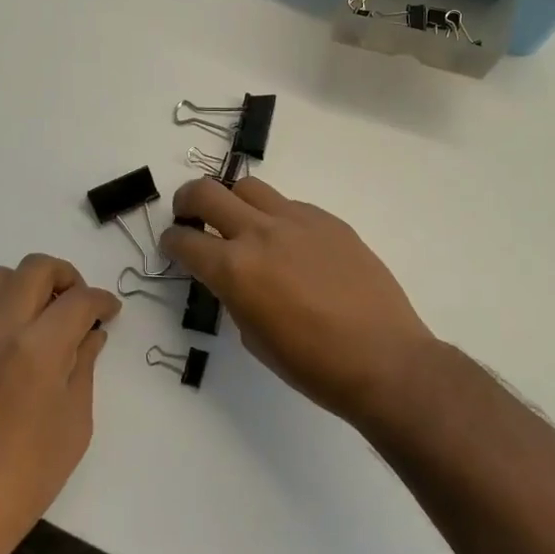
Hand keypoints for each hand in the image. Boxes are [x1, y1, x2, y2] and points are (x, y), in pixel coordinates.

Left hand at [0, 255, 119, 553]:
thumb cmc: (24, 480)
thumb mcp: (73, 425)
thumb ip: (82, 368)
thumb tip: (90, 334)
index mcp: (38, 349)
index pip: (78, 299)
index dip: (101, 300)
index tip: (111, 312)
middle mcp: (1, 331)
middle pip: (35, 268)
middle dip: (66, 275)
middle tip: (80, 304)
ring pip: (0, 277)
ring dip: (29, 283)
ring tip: (48, 316)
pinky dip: (7, 305)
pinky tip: (22, 341)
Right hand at [159, 178, 433, 426]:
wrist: (383, 358)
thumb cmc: (312, 364)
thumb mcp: (254, 337)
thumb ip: (235, 295)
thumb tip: (235, 277)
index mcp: (235, 269)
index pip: (185, 241)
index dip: (171, 242)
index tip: (172, 244)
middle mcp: (261, 233)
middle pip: (208, 192)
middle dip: (188, 201)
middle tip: (190, 216)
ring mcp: (298, 220)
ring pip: (250, 188)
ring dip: (234, 202)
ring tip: (242, 225)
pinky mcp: (329, 220)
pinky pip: (290, 205)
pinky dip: (277, 218)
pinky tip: (291, 246)